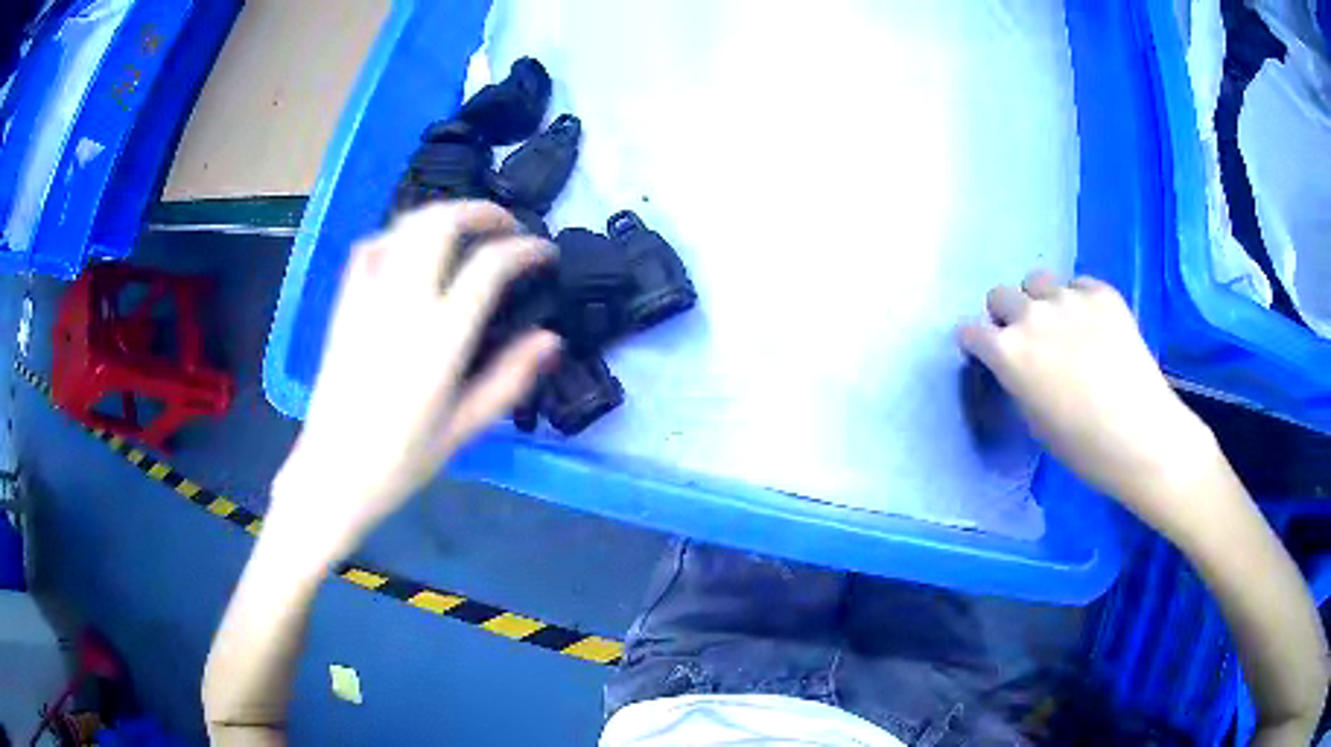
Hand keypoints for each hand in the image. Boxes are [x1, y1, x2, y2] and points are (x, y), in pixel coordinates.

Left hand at [269, 202, 559, 563]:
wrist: (334, 473)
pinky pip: (370, 247)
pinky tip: (411, 251)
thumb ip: (509, 379)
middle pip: (442, 223)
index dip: (525, 250)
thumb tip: (551, 340)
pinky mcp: (345, 304)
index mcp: (440, 338)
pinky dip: (398, 235)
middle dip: (482, 212)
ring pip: (406, 226)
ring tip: (466, 231)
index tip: (544, 255)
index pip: (490, 266)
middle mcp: (403, 303)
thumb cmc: (402, 459)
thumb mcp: (465, 428)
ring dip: (443, 215)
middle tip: (507, 227)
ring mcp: (368, 298)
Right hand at [959, 271, 1222, 537]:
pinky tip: (1095, 327)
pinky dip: (1079, 301)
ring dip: (1040, 300)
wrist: (1141, 434)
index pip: (971, 332)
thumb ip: (1018, 380)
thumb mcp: (1034, 420)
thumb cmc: (1082, 446)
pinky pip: (1078, 285)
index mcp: (1007, 352)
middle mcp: (1031, 316)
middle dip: (1006, 316)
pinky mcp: (1101, 292)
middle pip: (1000, 295)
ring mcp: (1068, 298)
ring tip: (1061, 324)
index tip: (986, 354)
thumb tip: (1018, 364)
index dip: (977, 344)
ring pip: (1037, 281)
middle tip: (1026, 339)